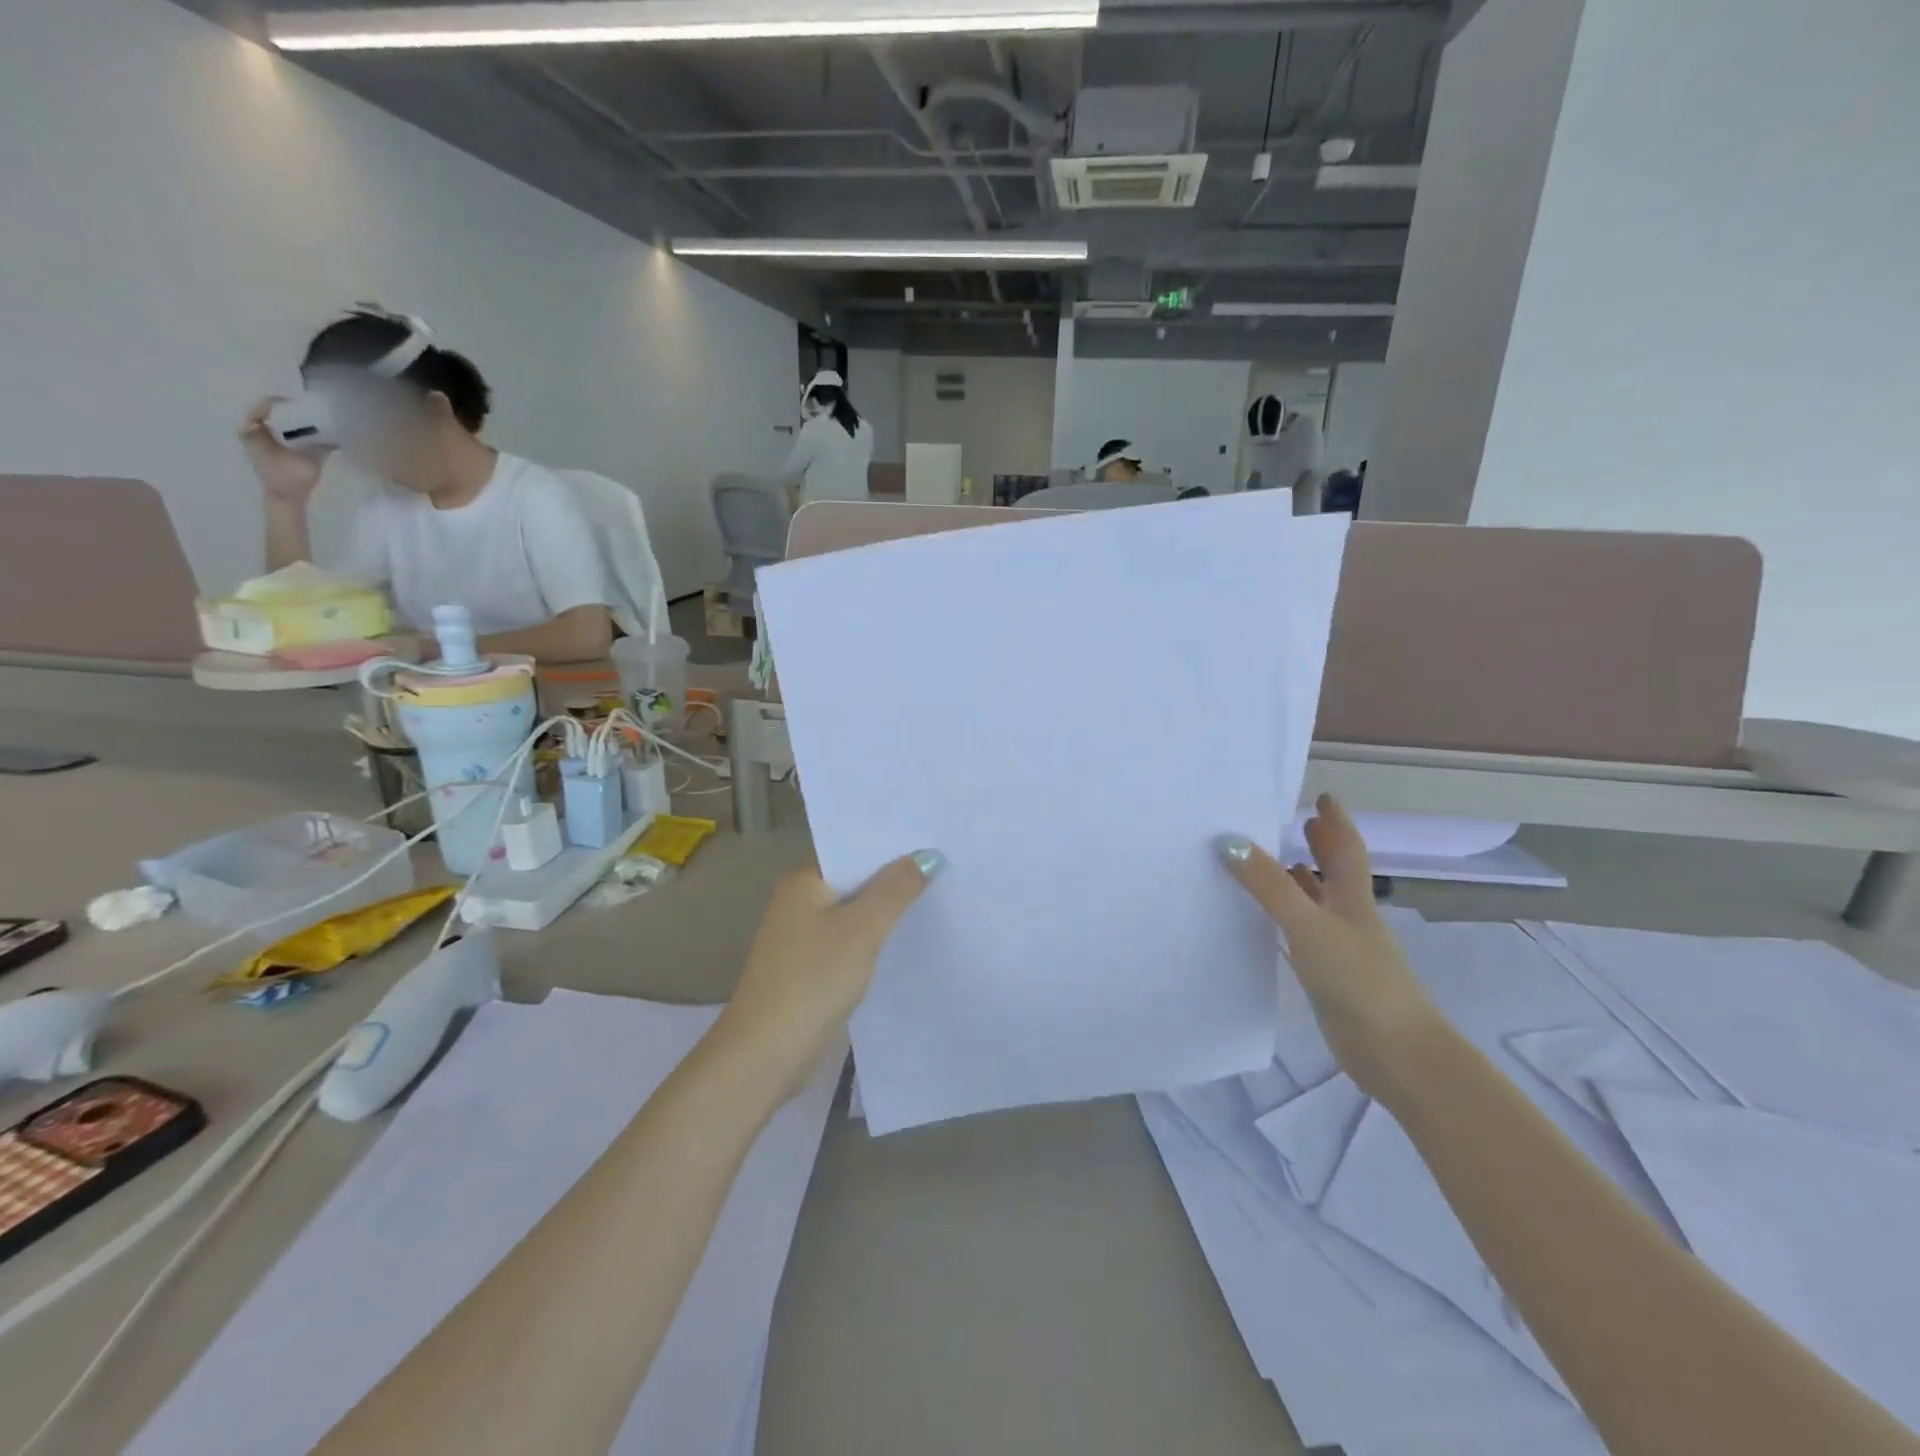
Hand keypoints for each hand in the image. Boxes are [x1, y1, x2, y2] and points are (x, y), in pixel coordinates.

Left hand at [240, 396, 325, 504]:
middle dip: (289, 412)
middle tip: (309, 412)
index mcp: (254, 431)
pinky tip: (307, 435)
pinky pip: (277, 433)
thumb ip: (322, 446)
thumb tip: (336, 435)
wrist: (285, 498)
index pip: (264, 407)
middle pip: (269, 413)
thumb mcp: (309, 459)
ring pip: (274, 423)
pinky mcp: (266, 450)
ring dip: (291, 422)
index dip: (282, 403)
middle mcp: (252, 432)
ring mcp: (258, 441)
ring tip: (311, 423)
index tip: (302, 405)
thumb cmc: (292, 477)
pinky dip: (290, 431)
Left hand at [717, 852, 942, 1090]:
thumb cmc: (812, 980)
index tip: (932, 838)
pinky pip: (848, 940)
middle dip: (893, 877)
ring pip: (853, 912)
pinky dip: (873, 938)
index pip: (852, 848)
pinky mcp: (808, 968)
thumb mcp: (862, 930)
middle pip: (854, 879)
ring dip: (885, 910)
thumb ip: (895, 890)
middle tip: (945, 866)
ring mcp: (800, 937)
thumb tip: (927, 854)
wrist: (765, 1055)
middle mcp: (798, 901)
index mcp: (803, 881)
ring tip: (936, 897)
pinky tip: (904, 941)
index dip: (891, 844)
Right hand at [1218, 794, 1443, 1102]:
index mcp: (1353, 900)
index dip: (1336, 822)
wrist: (1395, 1053)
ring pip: (1318, 904)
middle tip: (1299, 823)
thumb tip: (1229, 842)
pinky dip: (1288, 919)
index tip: (1323, 797)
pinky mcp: (1329, 977)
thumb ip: (1269, 885)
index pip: (1347, 850)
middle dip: (1321, 846)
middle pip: (1336, 873)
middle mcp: (1349, 918)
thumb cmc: (1359, 980)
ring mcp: (1341, 949)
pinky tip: (1269, 922)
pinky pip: (1303, 934)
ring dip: (1301, 881)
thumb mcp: (1309, 925)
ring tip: (1274, 863)